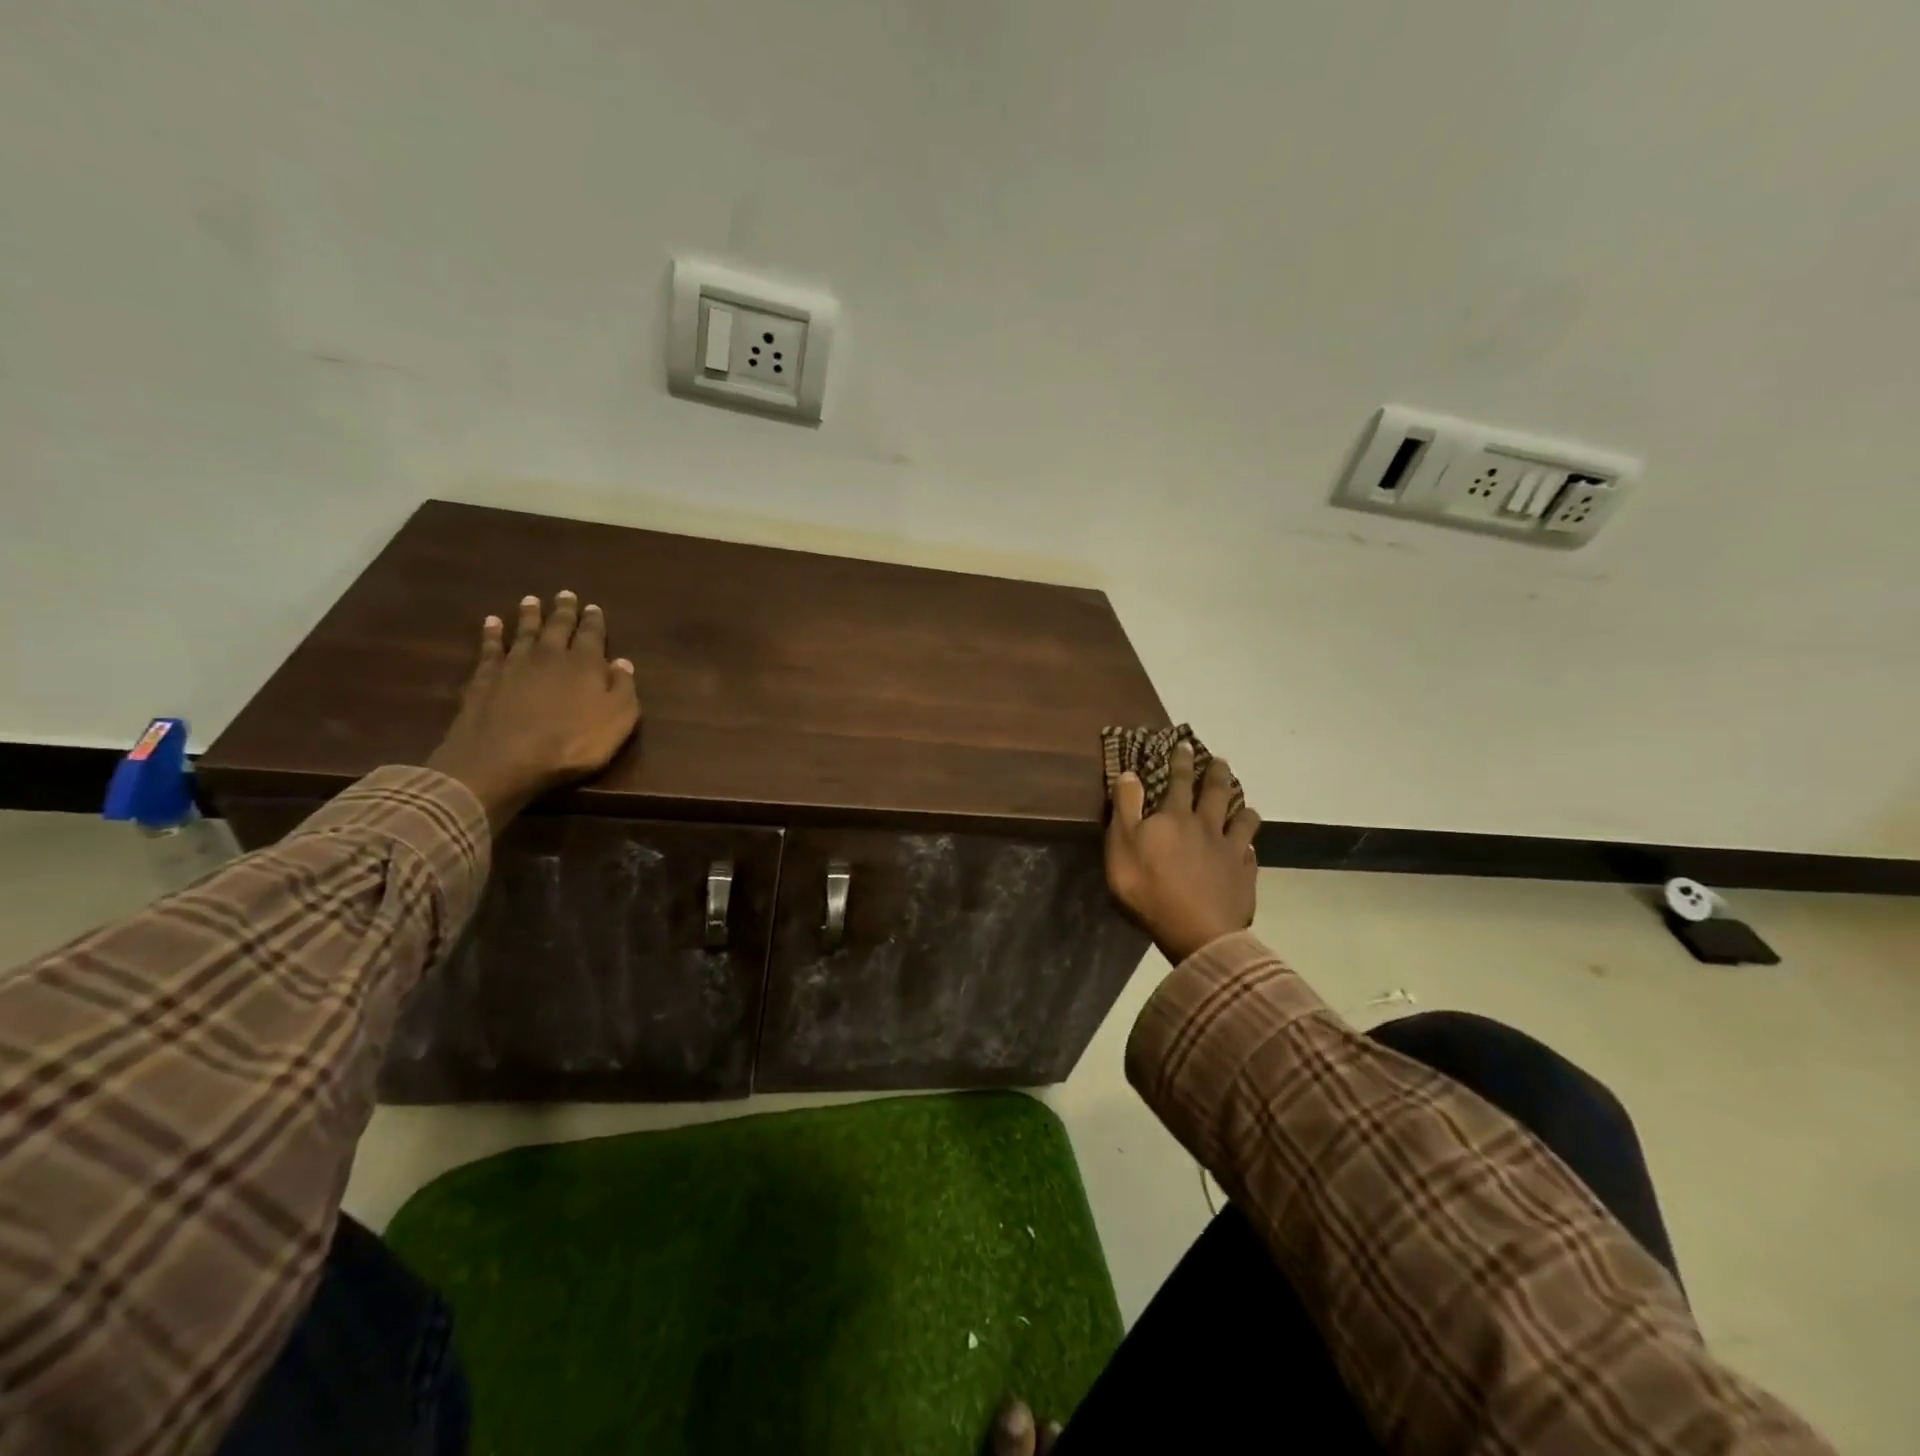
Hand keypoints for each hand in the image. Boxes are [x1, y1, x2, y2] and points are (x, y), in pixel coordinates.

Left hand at [425, 591, 642, 831]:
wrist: (504, 759)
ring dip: (529, 615)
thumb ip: (623, 688)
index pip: (592, 635)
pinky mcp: (485, 678)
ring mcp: (514, 664)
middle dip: (564, 611)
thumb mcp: (617, 720)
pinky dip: (492, 633)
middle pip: (558, 627)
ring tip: (531, 600)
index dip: (594, 621)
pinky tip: (491, 623)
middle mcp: (550, 655)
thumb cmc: (572, 744)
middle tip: (565, 594)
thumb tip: (623, 662)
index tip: (594, 607)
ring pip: (524, 631)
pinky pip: (490, 647)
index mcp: (585, 664)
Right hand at [1105, 742, 1260, 963]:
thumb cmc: (1149, 887)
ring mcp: (1231, 852)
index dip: (1180, 761)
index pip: (1178, 781)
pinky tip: (1249, 850)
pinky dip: (1249, 848)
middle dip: (1217, 774)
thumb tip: (1130, 773)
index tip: (1185, 744)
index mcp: (1175, 817)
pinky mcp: (1245, 877)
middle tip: (1221, 761)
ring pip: (1243, 822)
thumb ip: (1126, 807)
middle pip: (1216, 794)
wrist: (1196, 930)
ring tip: (1244, 805)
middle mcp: (1207, 827)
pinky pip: (1250, 855)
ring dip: (1243, 810)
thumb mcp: (1122, 844)